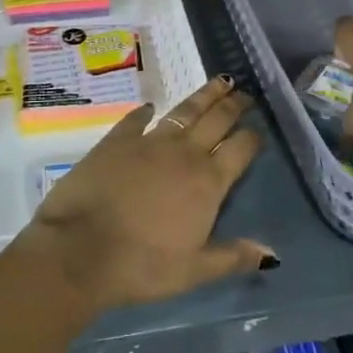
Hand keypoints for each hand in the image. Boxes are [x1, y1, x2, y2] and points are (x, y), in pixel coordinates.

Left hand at [21, 76, 274, 310]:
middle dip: (233, 105)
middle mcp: (184, 153)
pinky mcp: (117, 140)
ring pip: (184, 111)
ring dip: (204, 95)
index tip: (259, 129)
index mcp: (208, 182)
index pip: (240, 149)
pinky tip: (150, 106)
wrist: (81, 250)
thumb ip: (233, 257)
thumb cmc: (142, 266)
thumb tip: (272, 253)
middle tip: (244, 93)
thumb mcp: (193, 271)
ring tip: (219, 82)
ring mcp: (149, 142)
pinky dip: (145, 111)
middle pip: (216, 120)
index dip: (252, 137)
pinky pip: (136, 119)